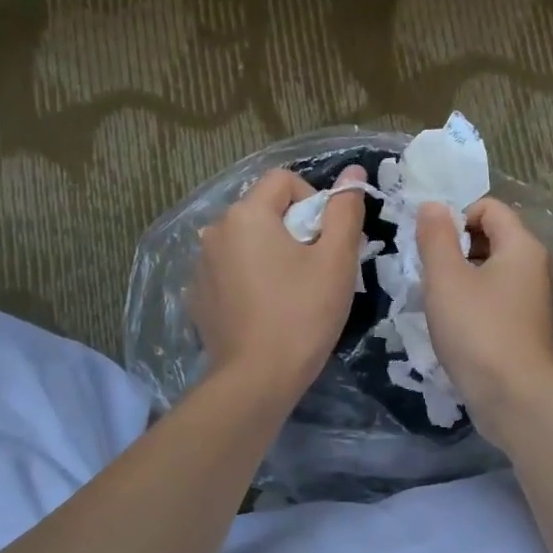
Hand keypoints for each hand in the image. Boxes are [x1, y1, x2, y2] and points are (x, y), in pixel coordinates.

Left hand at [192, 166, 366, 405]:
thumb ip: (345, 210)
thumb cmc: (303, 315)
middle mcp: (215, 231)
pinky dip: (250, 279)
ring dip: (271, 254)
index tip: (328, 241)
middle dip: (294, 230)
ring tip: (291, 293)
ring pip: (247, 242)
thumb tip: (353, 172)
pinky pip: (231, 271)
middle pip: (263, 211)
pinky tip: (265, 311)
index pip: (284, 181)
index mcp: (246, 214)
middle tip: (316, 270)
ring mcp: (201, 265)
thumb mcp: (336, 260)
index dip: (314, 202)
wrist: (257, 379)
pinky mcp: (198, 296)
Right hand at [416, 197, 552, 449]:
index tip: (430, 246)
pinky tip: (453, 327)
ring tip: (437, 303)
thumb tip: (433, 205)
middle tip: (429, 274)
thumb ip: (436, 237)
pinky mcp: (524, 328)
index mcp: (521, 246)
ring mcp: (531, 300)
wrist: (515, 397)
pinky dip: (472, 304)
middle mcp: (534, 267)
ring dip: (460, 279)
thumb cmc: (478, 331)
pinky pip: (494, 300)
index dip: (455, 217)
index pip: (489, 207)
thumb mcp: (446, 278)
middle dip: (455, 248)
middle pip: (491, 237)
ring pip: (490, 271)